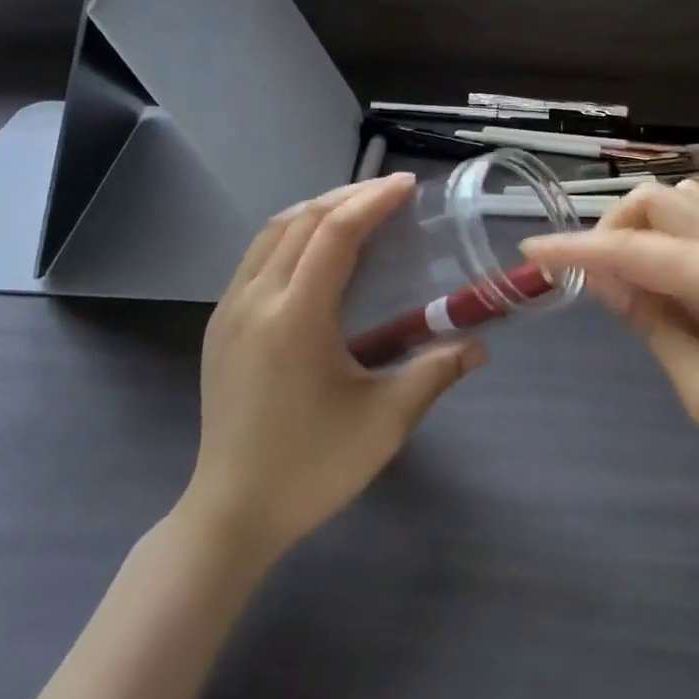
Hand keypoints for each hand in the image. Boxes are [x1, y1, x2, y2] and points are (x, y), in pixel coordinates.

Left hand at [185, 175, 485, 561]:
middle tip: (389, 193)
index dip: (373, 201)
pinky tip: (315, 251)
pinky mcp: (219, 324)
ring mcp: (229, 309)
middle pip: (302, 220)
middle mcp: (256, 299)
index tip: (407, 185)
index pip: (335, 233)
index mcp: (296, 316)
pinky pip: (256, 256)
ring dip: (317, 210)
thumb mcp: (385, 422)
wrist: (231, 513)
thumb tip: (479, 345)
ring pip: (273, 232)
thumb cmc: (312, 467)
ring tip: (357, 210)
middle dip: (348, 196)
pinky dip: (291, 234)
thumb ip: (435, 373)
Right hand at [522, 182, 698, 542]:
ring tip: (632, 280)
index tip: (531, 252)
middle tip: (597, 280)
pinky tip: (671, 281)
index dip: (575, 249)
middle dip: (613, 227)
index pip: (632, 249)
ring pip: (686, 201)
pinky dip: (674, 235)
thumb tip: (603, 276)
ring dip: (646, 226)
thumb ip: (652, 322)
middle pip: (660, 199)